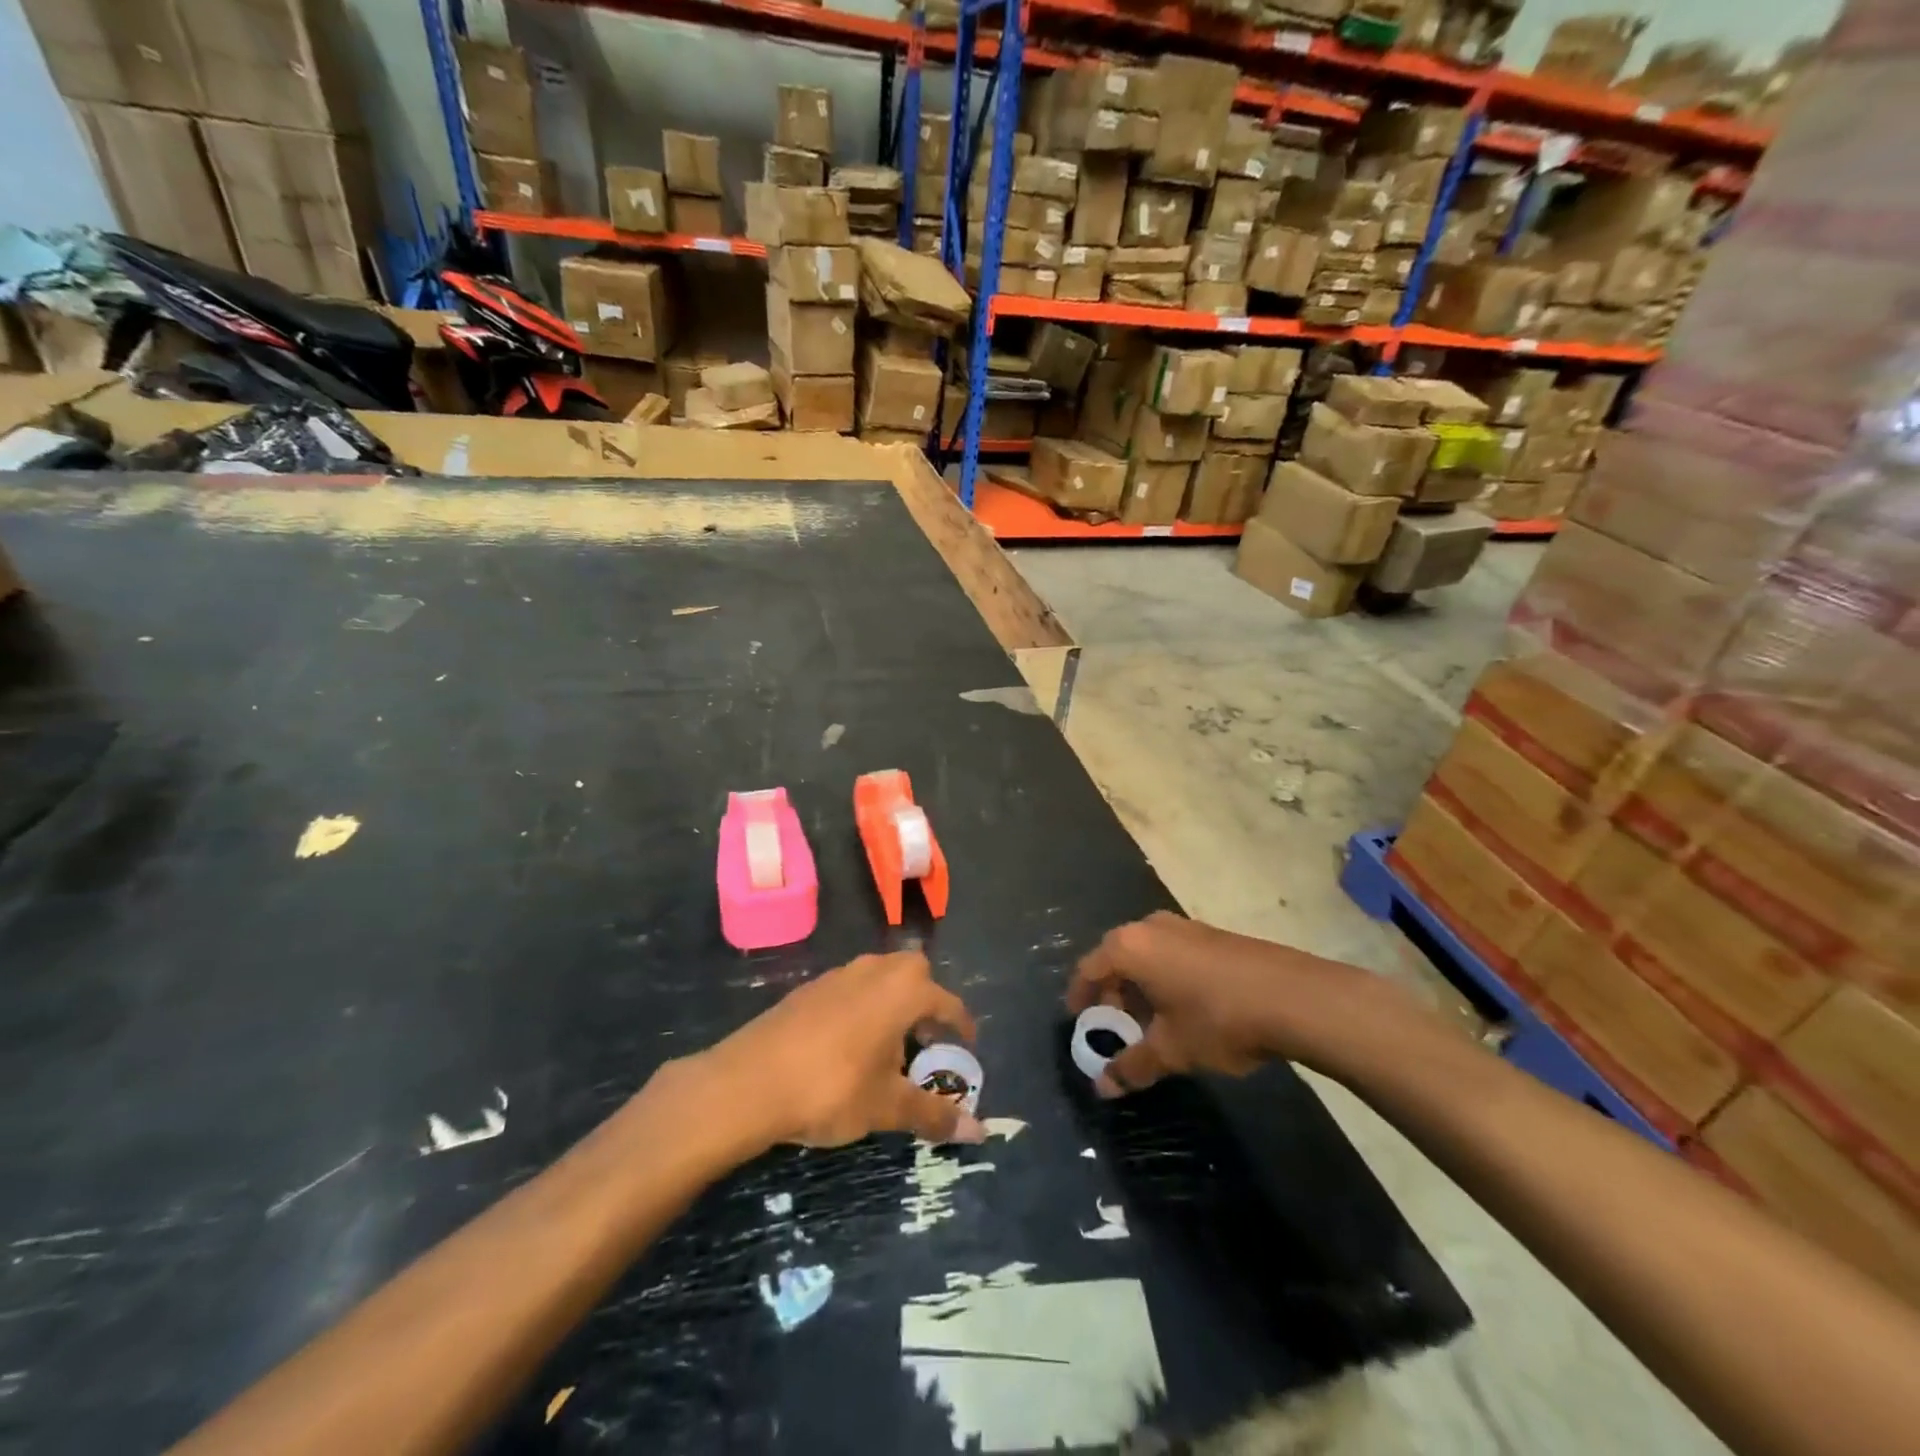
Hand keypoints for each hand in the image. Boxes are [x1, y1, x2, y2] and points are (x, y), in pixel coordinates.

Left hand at [695, 952, 985, 1149]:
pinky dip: (862, 1005)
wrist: (750, 1081)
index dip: (960, 1024)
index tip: (967, 1044)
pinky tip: (849, 1043)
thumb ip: (933, 1115)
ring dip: (892, 999)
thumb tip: (980, 1133)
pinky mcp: (809, 989)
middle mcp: (874, 971)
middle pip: (913, 971)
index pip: (946, 1001)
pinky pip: (850, 987)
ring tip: (889, 1042)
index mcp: (903, 991)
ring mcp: (838, 976)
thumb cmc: (832, 1088)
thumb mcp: (887, 1106)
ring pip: (879, 974)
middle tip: (926, 1037)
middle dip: (926, 998)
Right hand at [1066, 911, 1380, 1096]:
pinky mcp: (1213, 934)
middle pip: (1117, 957)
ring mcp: (1185, 926)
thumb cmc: (1217, 1019)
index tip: (1079, 1019)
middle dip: (1113, 991)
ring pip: (1148, 954)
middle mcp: (1151, 927)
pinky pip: (1173, 953)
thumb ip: (1132, 1066)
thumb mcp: (1171, 1050)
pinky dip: (1166, 976)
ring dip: (1141, 985)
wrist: (1294, 996)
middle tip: (1116, 1024)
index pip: (1089, 968)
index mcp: (1130, 947)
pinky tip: (1186, 1008)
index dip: (1081, 995)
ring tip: (1152, 1021)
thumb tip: (1102, 1087)